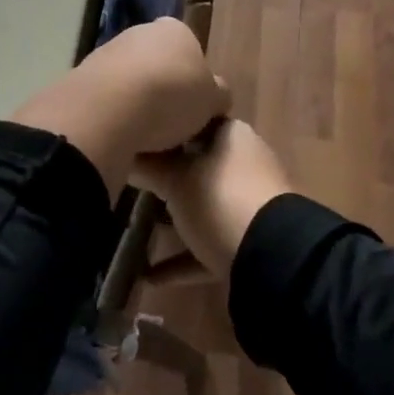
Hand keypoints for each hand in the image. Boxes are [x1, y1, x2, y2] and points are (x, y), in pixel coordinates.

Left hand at [10, 17, 230, 190]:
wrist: (108, 108)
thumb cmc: (171, 97)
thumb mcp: (211, 101)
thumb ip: (217, 95)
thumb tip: (217, 95)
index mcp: (175, 30)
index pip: (190, 49)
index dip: (194, 79)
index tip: (194, 107)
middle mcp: (139, 32)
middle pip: (157, 63)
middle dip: (162, 89)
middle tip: (171, 124)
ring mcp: (107, 51)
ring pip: (129, 80)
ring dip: (135, 103)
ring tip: (144, 137)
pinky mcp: (81, 75)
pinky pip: (106, 98)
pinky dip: (113, 114)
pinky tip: (118, 135)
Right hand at [133, 119, 292, 278]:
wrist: (272, 257)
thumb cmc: (220, 199)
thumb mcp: (175, 179)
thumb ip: (147, 165)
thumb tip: (121, 152)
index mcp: (231, 134)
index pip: (193, 118)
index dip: (164, 126)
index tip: (134, 139)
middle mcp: (243, 162)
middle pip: (197, 163)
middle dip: (165, 176)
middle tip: (129, 183)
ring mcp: (249, 202)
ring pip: (203, 204)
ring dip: (173, 219)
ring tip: (134, 229)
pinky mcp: (248, 240)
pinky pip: (209, 242)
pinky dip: (183, 258)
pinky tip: (149, 276)